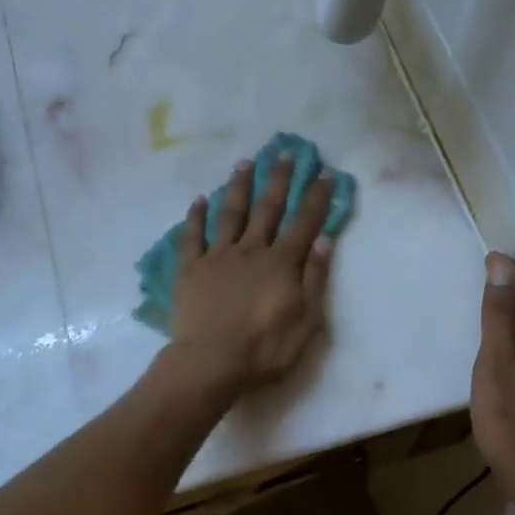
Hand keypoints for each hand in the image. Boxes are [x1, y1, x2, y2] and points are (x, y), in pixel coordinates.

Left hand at [168, 155, 334, 390]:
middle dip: (278, 178)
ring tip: (244, 163)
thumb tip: (324, 240)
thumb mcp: (307, 321)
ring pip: (230, 213)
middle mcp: (250, 250)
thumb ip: (315, 278)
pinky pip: (192, 236)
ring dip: (239, 186)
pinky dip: (196, 216)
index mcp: (281, 263)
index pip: (304, 222)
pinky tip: (199, 200)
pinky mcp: (190, 269)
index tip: (324, 172)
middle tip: (284, 152)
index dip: (316, 197)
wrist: (211, 362)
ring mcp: (218, 256)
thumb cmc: (265, 349)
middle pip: (267, 207)